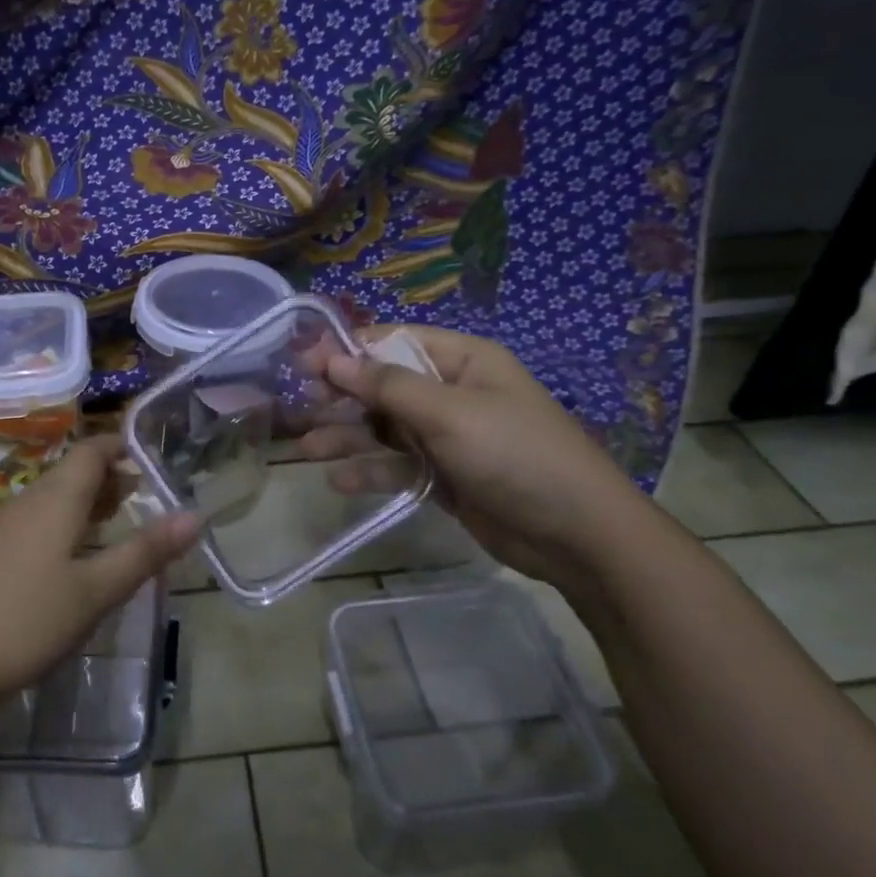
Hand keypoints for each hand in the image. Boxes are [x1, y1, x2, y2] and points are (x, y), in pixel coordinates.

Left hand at [0, 436, 198, 712]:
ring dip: (86, 503)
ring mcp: (0, 529)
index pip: (91, 450)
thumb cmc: (22, 620)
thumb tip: (194, 516)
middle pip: (72, 473)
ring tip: (114, 521)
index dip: (120, 445)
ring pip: (52, 500)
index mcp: (56, 499)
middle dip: (109, 477)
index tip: (149, 456)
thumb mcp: (94, 592)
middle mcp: (27, 503)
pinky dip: (63, 526)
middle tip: (143, 495)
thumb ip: (144, 553)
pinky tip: (69, 561)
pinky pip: (34, 523)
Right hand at [306, 326, 657, 593]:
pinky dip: (370, 470)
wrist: (577, 535)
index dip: (347, 350)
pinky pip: (398, 465)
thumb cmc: (515, 454)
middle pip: (383, 386)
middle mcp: (451, 392)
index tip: (303, 363)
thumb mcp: (449, 413)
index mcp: (462, 360)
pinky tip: (338, 481)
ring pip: (385, 428)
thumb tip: (333, 358)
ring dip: (347, 436)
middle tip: (299, 409)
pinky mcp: (444, 476)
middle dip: (341, 397)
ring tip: (307, 449)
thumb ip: (387, 386)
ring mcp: (448, 437)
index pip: (393, 341)